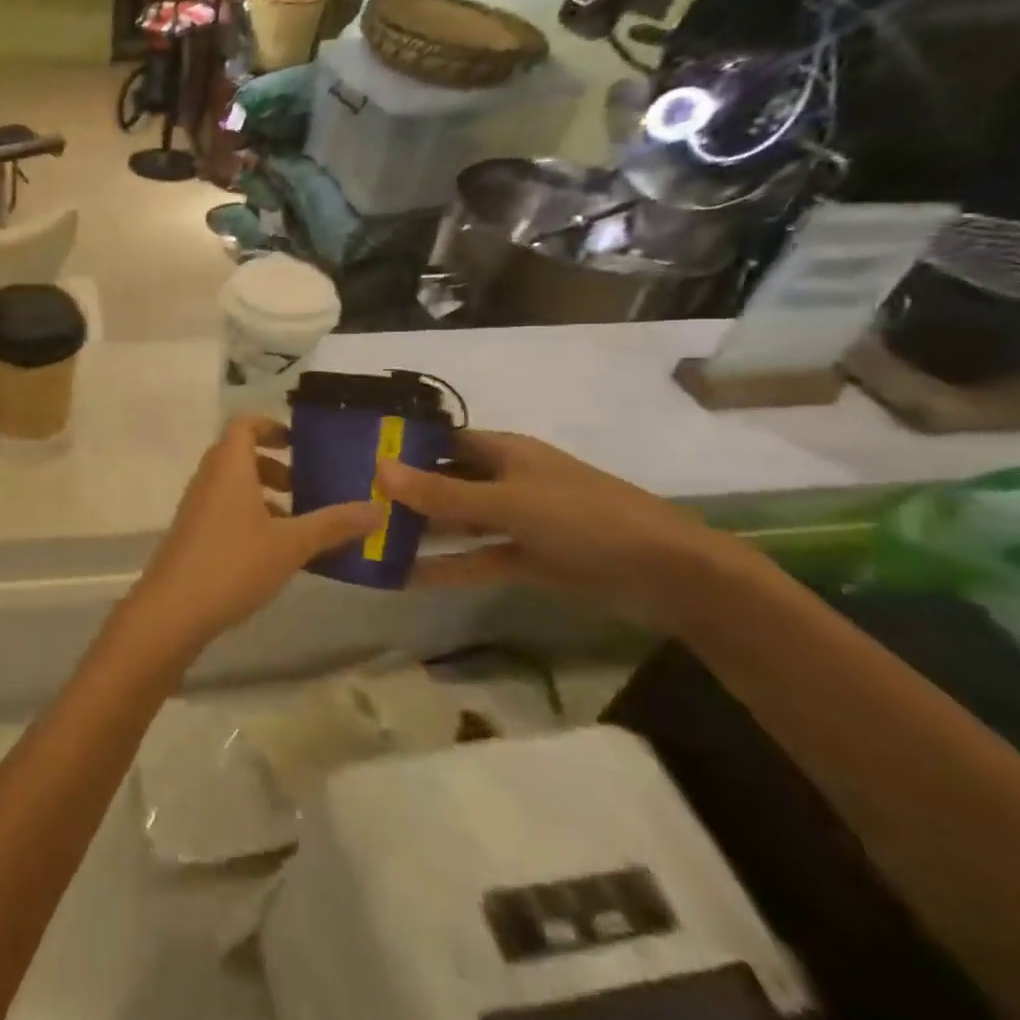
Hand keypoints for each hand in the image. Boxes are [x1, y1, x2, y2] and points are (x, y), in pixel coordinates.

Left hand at [122, 417, 382, 661]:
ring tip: (298, 522)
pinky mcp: (192, 532)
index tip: (300, 444)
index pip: (244, 425)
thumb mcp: (291, 544)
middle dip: (275, 465)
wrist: (173, 608)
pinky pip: (225, 508)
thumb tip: (378, 509)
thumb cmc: (233, 563)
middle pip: (240, 454)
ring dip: (264, 494)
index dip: (270, 427)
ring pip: (233, 485)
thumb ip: (333, 525)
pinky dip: (250, 515)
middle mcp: (209, 478)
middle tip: (307, 486)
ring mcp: (197, 506)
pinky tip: (275, 550)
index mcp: (229, 466)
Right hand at [376, 429, 741, 624]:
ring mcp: (516, 522)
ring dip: (419, 532)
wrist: (671, 576)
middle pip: (443, 482)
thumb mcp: (508, 503)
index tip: (355, 455)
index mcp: (504, 452)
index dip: (402, 446)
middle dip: (403, 493)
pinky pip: (475, 559)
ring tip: (365, 540)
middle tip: (349, 503)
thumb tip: (378, 468)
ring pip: (456, 523)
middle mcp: (505, 481)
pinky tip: (404, 577)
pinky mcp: (526, 560)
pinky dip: (445, 567)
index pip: (441, 441)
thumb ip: (442, 493)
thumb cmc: (586, 519)